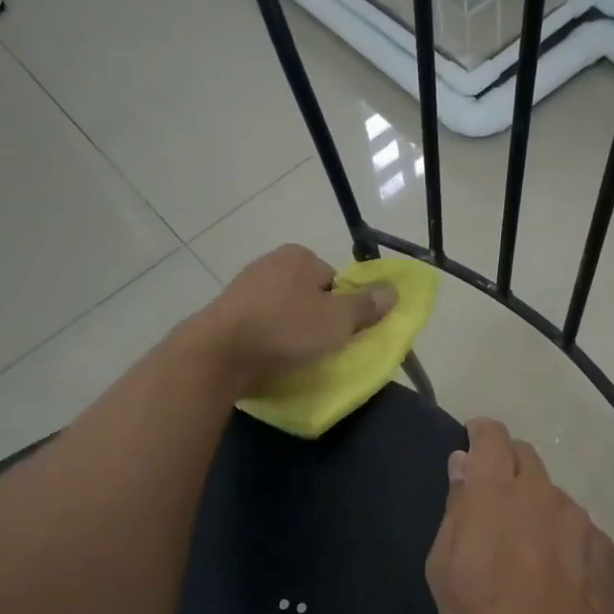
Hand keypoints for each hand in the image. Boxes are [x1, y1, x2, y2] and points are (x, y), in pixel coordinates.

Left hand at [196, 244, 395, 389]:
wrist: (220, 353)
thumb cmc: (286, 328)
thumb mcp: (338, 320)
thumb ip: (367, 305)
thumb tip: (393, 291)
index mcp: (298, 256)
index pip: (334, 279)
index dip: (342, 306)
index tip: (339, 331)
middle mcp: (270, 263)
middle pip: (309, 295)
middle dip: (315, 318)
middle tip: (321, 346)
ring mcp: (244, 288)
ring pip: (283, 311)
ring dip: (291, 331)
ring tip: (295, 356)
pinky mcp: (226, 314)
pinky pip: (261, 326)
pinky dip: (269, 340)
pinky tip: (271, 358)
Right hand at [425, 418, 613, 613]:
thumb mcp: (444, 569)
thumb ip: (455, 509)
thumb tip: (462, 465)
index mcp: (497, 492)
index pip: (492, 435)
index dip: (479, 433)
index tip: (471, 444)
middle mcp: (542, 492)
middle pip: (524, 455)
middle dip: (505, 465)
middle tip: (491, 501)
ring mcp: (577, 517)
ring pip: (550, 492)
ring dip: (534, 503)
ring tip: (524, 547)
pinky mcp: (603, 545)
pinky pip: (575, 524)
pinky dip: (560, 533)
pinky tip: (555, 571)